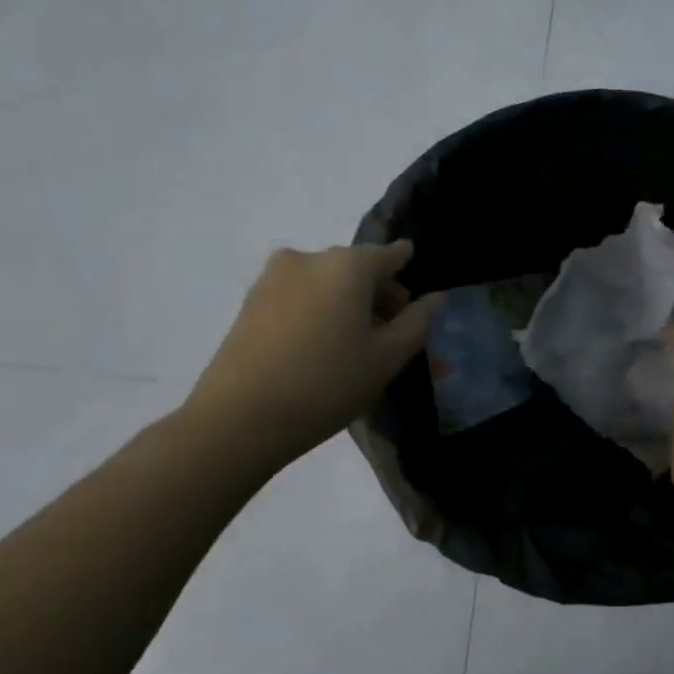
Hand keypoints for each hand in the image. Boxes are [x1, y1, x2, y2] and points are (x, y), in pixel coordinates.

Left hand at [183, 241, 439, 473]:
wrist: (239, 419)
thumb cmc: (328, 383)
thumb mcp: (387, 358)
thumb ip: (417, 322)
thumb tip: (434, 298)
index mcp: (348, 265)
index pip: (391, 255)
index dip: (407, 270)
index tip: (414, 295)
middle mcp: (309, 258)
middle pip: (357, 269)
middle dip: (378, 295)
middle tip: (390, 333)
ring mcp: (274, 278)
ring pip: (326, 283)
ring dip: (346, 305)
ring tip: (353, 346)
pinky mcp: (250, 301)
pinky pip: (299, 296)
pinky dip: (318, 312)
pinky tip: (320, 349)